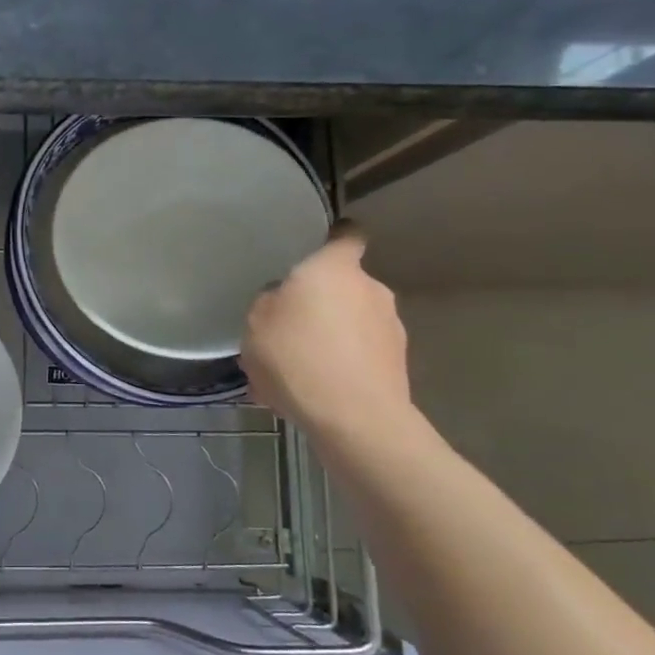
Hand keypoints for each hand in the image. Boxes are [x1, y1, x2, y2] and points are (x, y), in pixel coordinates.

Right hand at [242, 224, 413, 444]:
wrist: (354, 419)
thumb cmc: (298, 356)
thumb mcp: (256, 323)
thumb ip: (270, 302)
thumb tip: (283, 300)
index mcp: (336, 268)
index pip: (347, 235)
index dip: (334, 238)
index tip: (319, 248)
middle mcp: (372, 289)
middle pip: (344, 287)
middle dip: (321, 304)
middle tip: (288, 329)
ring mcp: (391, 329)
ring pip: (352, 325)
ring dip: (330, 339)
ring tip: (296, 371)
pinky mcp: (398, 366)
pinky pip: (359, 358)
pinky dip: (340, 368)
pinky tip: (312, 393)